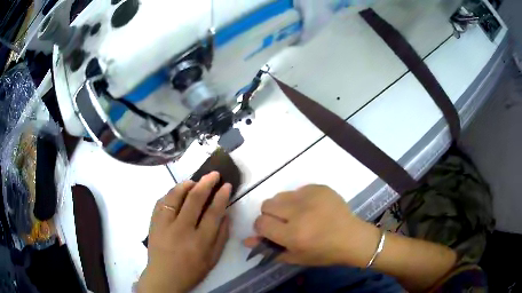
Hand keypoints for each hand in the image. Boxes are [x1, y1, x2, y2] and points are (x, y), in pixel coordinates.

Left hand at [137, 172, 231, 292]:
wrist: (164, 276)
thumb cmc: (192, 270)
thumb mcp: (213, 259)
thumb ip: (222, 236)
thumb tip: (227, 214)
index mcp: (200, 241)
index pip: (213, 212)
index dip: (221, 196)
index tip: (226, 185)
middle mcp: (182, 229)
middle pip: (195, 199)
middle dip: (206, 183)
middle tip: (213, 174)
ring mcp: (165, 224)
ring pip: (175, 196)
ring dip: (187, 184)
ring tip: (194, 181)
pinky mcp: (153, 222)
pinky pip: (162, 201)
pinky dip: (171, 193)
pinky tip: (177, 193)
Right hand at [244, 185, 379, 266]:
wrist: (352, 238)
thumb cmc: (324, 253)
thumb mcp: (295, 257)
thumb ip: (269, 249)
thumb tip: (247, 240)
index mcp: (293, 234)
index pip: (261, 223)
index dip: (262, 228)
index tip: (271, 231)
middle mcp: (300, 213)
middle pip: (266, 205)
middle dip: (271, 215)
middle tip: (284, 223)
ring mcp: (311, 197)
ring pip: (280, 195)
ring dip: (283, 206)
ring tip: (298, 215)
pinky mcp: (319, 187)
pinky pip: (297, 190)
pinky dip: (299, 199)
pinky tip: (311, 208)